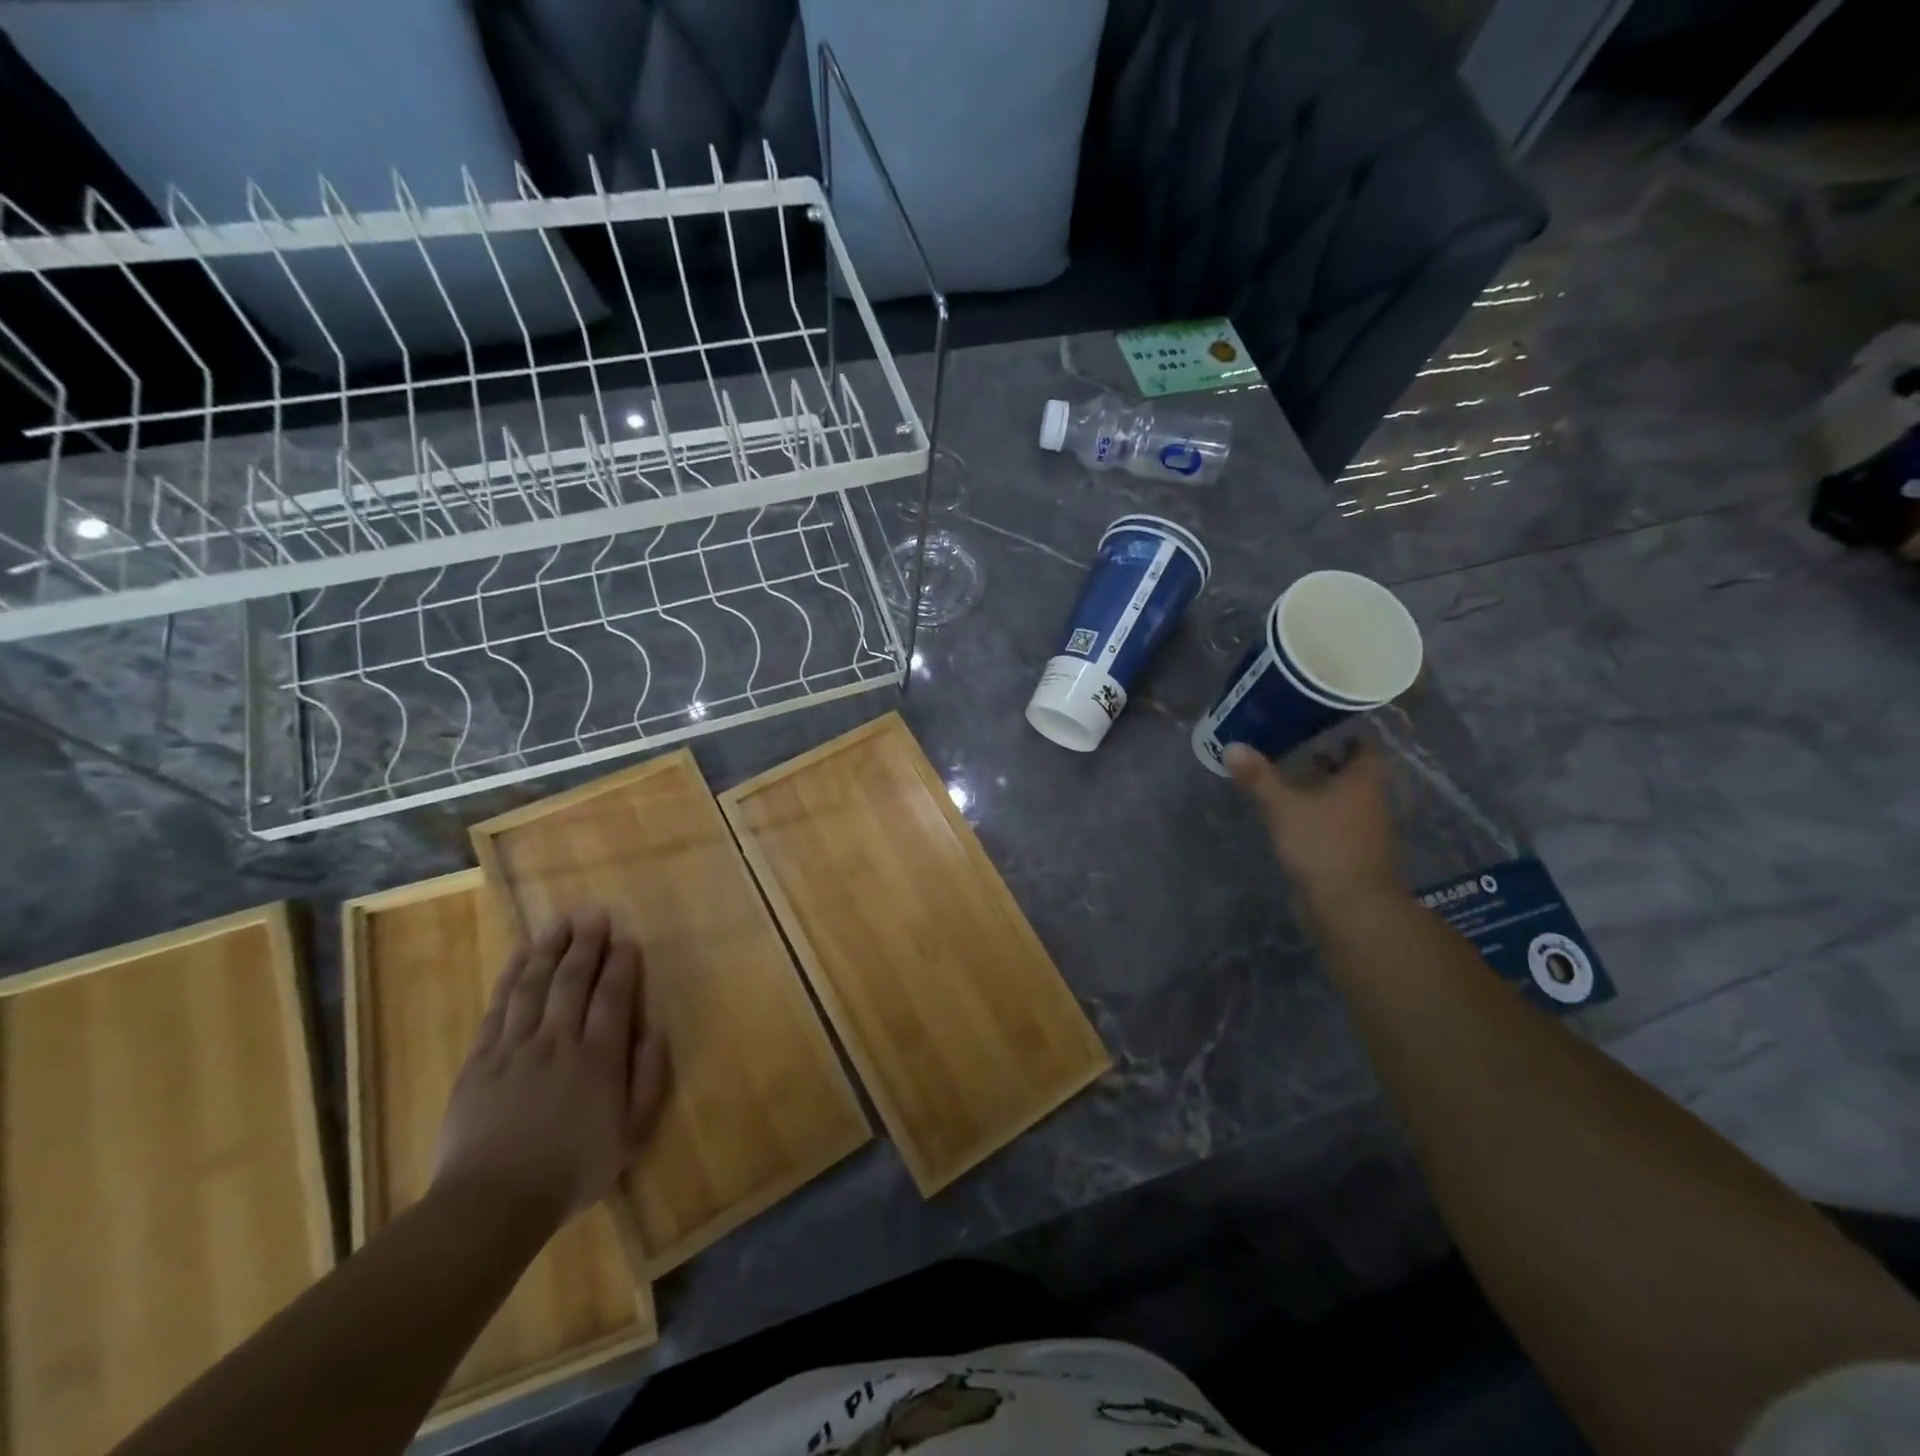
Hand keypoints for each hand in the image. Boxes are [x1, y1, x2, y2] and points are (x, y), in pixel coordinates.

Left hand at [431, 909, 669, 1223]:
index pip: (613, 996)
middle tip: (594, 914)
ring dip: (548, 949)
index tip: (626, 939)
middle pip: (572, 980)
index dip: (620, 964)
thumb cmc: (571, 1171)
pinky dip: (510, 977)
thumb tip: (656, 1030)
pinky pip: (498, 1008)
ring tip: (559, 922)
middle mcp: (558, 1041)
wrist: (490, 1205)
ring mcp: (515, 1048)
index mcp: (598, 1057)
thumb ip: (649, 1079)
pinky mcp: (480, 1060)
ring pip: (534, 985)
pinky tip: (519, 957)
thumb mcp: (631, 1135)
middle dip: (586, 944)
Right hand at [1224, 739, 1398, 902]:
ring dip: (1325, 790)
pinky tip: (1296, 817)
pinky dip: (1322, 815)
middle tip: (1300, 750)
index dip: (1348, 735)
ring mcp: (1366, 830)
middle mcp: (1371, 801)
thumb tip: (1232, 746)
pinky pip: (1339, 823)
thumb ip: (1258, 777)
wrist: (1350, 905)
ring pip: (1348, 800)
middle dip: (1331, 762)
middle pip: (1356, 774)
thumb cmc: (1322, 844)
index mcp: (1363, 781)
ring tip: (1291, 781)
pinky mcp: (1354, 853)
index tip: (1322, 726)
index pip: (1365, 748)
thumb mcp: (1283, 806)